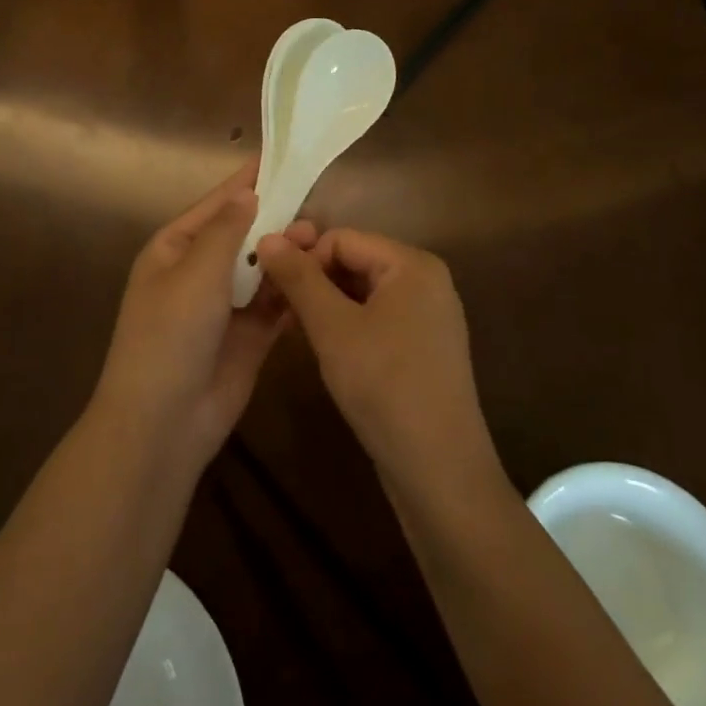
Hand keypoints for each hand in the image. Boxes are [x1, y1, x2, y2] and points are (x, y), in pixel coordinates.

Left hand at [94, 163, 314, 471]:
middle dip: (275, 222)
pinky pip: (274, 304)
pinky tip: (318, 276)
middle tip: (313, 209)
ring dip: (287, 255)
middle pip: (243, 236)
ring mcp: (224, 306)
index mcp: (174, 249)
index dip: (246, 183)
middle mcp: (199, 272)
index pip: (216, 206)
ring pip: (262, 269)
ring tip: (319, 240)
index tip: (279, 159)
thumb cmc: (171, 334)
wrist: (164, 421)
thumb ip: (226, 231)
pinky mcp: (248, 336)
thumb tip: (247, 194)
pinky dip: (292, 291)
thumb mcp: (196, 273)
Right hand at [255, 229, 497, 497]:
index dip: (302, 258)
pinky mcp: (422, 347)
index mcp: (412, 264)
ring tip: (293, 331)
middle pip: (353, 262)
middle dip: (312, 282)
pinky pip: (375, 318)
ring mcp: (427, 316)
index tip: (269, 288)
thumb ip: (299, 278)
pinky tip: (323, 349)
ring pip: (360, 292)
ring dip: (324, 306)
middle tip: (276, 310)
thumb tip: (266, 236)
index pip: (341, 238)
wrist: (438, 469)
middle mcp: (425, 281)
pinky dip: (345, 326)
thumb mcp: (332, 327)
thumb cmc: (384, 385)